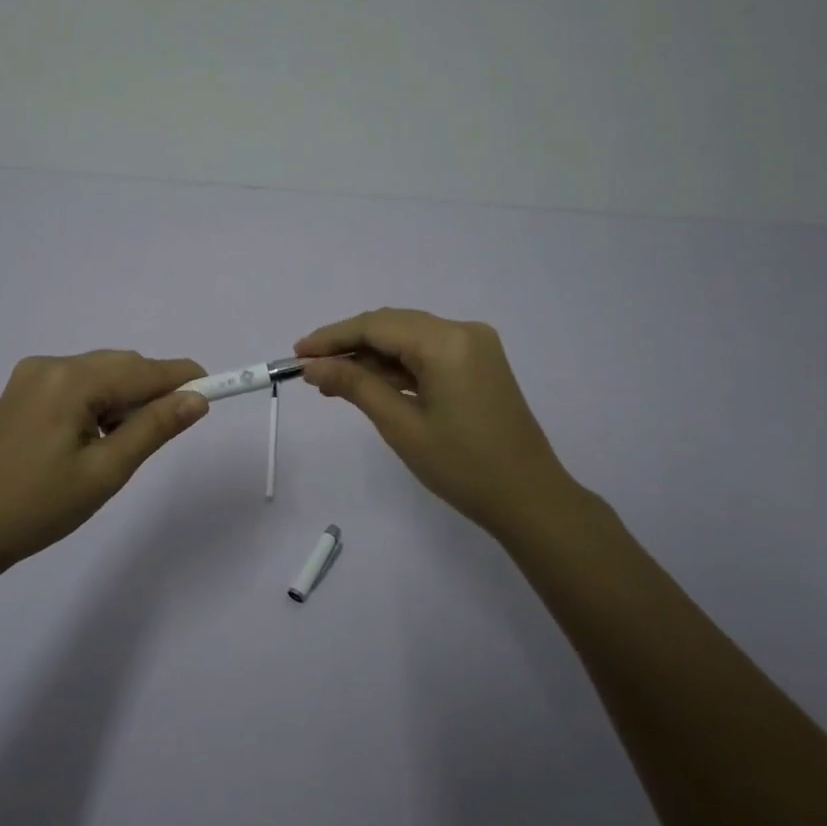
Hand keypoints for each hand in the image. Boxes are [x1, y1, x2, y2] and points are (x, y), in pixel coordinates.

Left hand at [0, 351, 209, 572]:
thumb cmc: (39, 507)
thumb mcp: (106, 472)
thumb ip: (154, 428)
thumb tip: (197, 399)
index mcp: (70, 380)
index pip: (143, 370)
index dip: (183, 377)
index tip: (215, 389)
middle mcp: (51, 364)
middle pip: (122, 365)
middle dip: (152, 391)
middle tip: (167, 432)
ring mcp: (32, 375)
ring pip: (101, 373)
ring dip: (125, 398)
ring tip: (121, 445)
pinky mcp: (23, 390)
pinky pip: (79, 383)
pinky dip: (100, 401)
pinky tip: (95, 436)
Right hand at [296, 309, 583, 539]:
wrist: (529, 499)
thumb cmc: (463, 467)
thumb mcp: (401, 426)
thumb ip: (355, 386)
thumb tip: (314, 366)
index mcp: (447, 342)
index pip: (376, 326)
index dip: (332, 337)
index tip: (297, 353)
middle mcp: (463, 331)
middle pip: (392, 326)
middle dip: (349, 345)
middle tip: (310, 368)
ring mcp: (475, 346)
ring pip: (409, 339)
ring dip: (371, 357)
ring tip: (331, 382)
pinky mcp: (479, 363)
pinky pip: (427, 354)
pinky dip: (397, 367)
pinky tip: (368, 384)